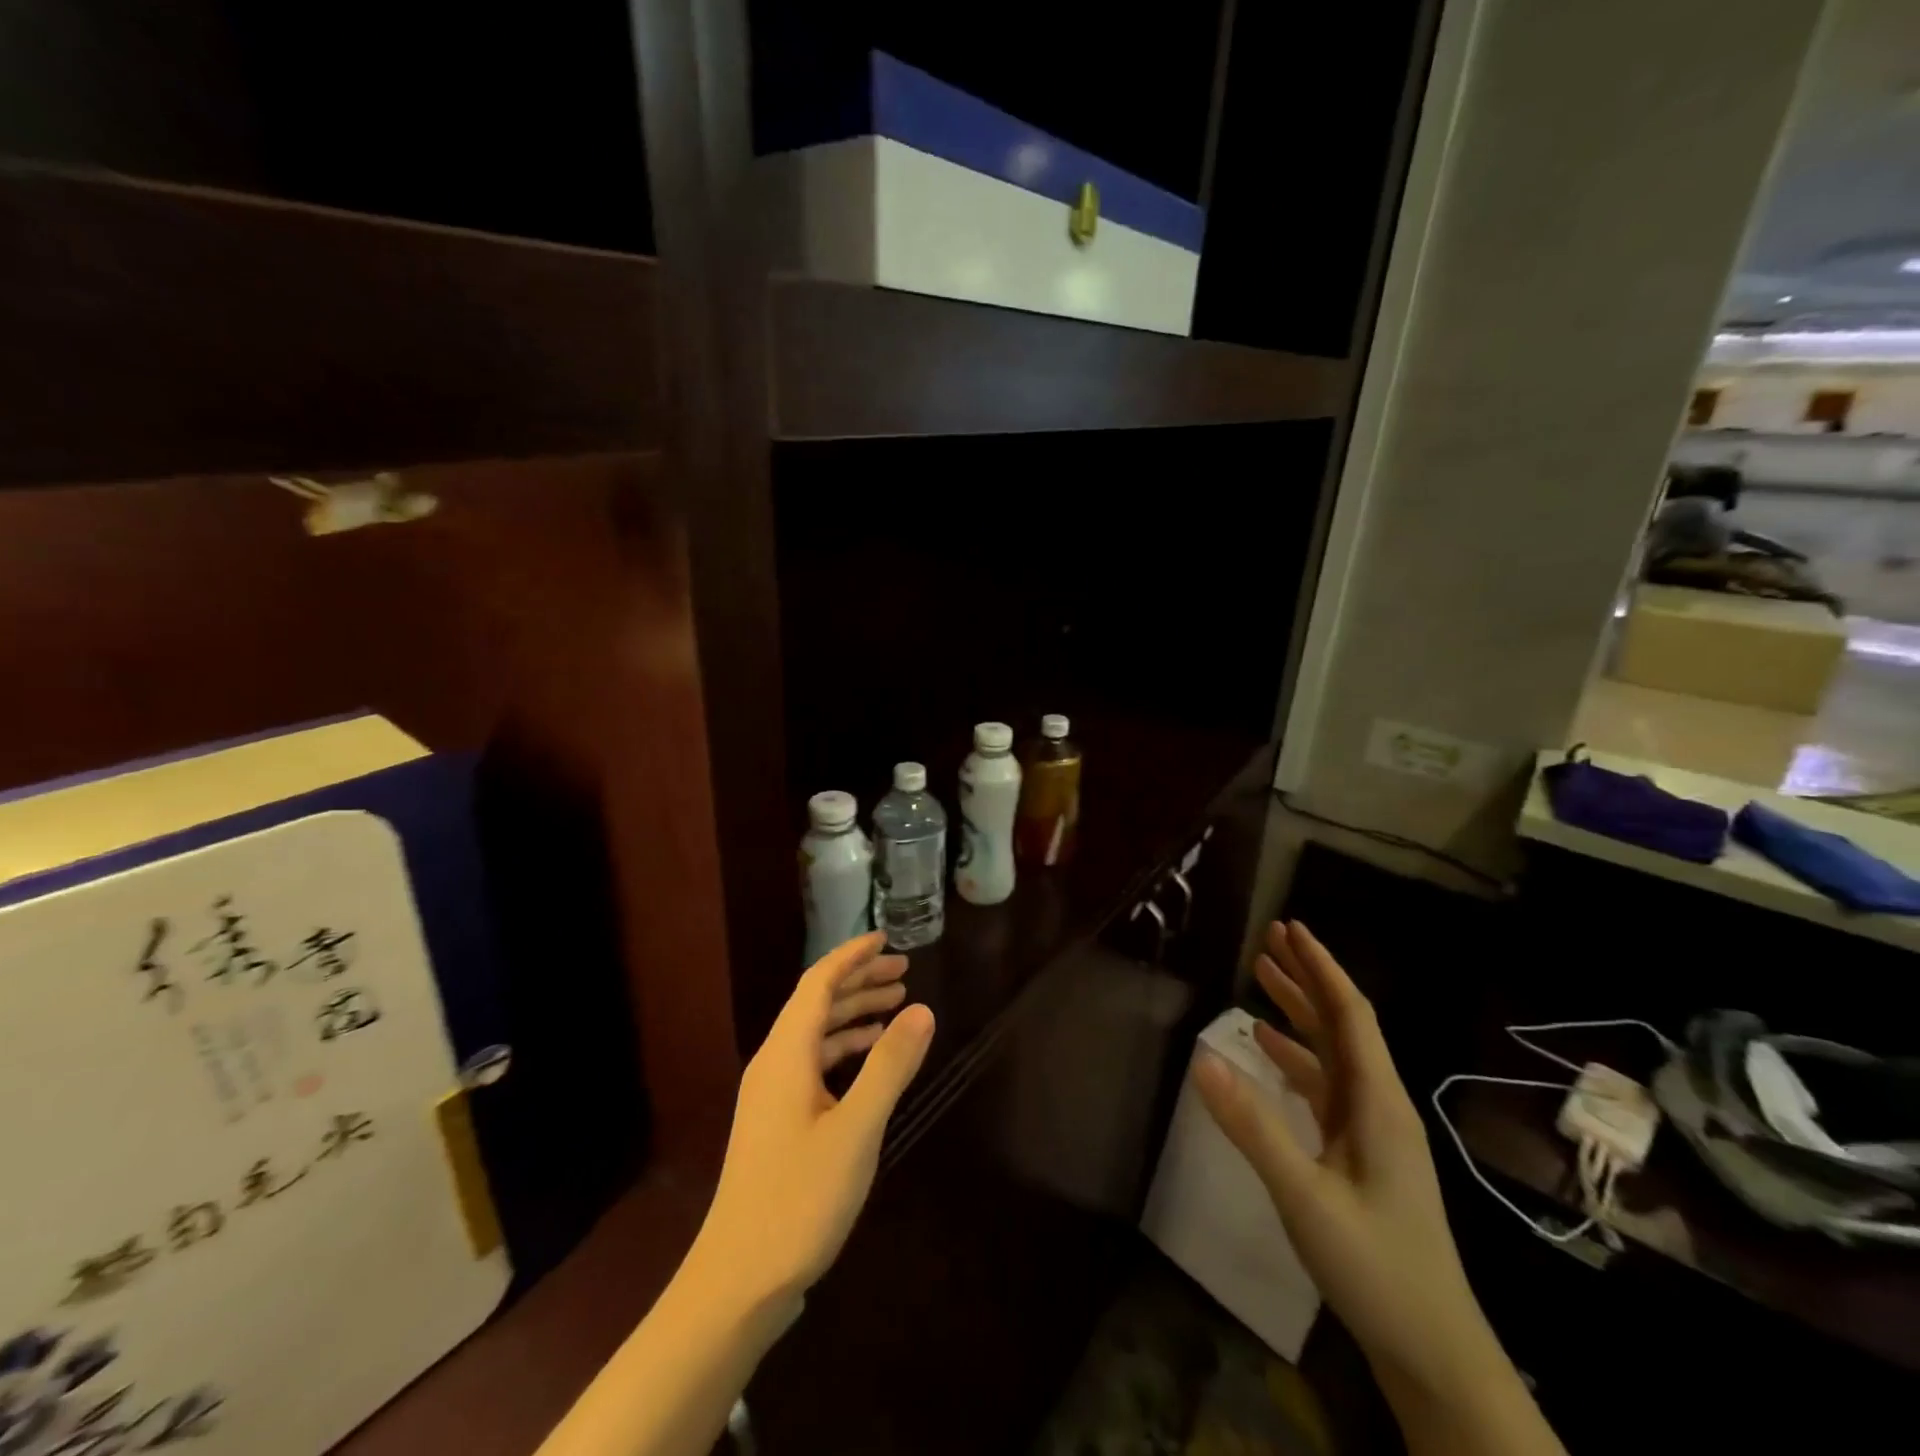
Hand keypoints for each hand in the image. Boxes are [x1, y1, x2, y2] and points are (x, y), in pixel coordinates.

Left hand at [692, 932, 935, 1312]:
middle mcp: (774, 1064)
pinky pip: (814, 1064)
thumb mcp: (856, 1129)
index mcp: (786, 1054)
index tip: (885, 938)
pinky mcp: (777, 1122)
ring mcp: (772, 1095)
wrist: (737, 1281)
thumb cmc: (798, 1198)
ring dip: (854, 1015)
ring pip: (816, 1035)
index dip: (851, 956)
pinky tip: (870, 1061)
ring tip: (896, 1007)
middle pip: (817, 1003)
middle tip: (904, 971)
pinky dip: (845, 1050)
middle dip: (859, 981)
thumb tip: (922, 1009)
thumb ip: (889, 1066)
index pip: (818, 983)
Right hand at [1193, 921, 1496, 1399]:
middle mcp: (1379, 1106)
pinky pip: (1325, 1088)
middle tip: (1269, 939)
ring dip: (1299, 1014)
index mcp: (1378, 1104)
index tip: (1291, 928)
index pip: (1350, 1015)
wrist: (1435, 1355)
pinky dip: (1296, 1059)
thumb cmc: (1377, 1269)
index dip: (1321, 968)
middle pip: (1343, 1025)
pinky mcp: (1360, 1156)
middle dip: (1307, 978)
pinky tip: (1268, 1053)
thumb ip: (1252, 1126)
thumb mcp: (1305, 1196)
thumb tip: (1202, 1057)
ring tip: (1261, 979)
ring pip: (1333, 1054)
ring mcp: (1372, 1133)